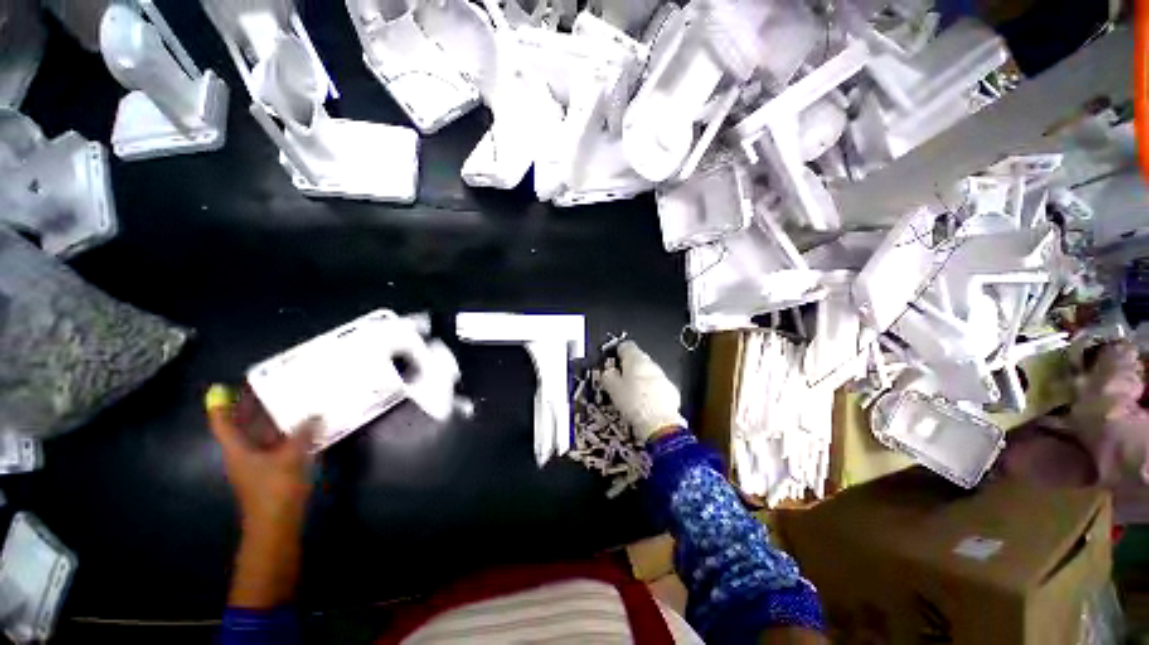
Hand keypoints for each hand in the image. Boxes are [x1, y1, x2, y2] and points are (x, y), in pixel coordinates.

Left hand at [206, 384, 313, 607]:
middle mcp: (243, 453)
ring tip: (289, 401)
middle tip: (267, 386)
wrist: (277, 523)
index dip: (220, 404)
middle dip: (250, 407)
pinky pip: (275, 443)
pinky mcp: (272, 470)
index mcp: (237, 449)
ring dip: (271, 420)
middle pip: (241, 426)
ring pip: (260, 434)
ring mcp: (257, 462)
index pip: (222, 422)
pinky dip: (285, 433)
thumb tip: (314, 414)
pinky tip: (303, 426)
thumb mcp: (291, 456)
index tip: (223, 387)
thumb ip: (303, 433)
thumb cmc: (275, 488)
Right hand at [601, 341, 685, 442]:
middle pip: (637, 359)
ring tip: (630, 395)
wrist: (660, 424)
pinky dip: (650, 391)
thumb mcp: (612, 388)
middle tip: (618, 381)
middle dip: (628, 368)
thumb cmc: (633, 403)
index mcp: (636, 359)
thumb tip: (608, 371)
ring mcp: (663, 376)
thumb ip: (608, 375)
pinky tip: (643, 404)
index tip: (612, 362)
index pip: (625, 345)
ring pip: (647, 373)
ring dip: (639, 380)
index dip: (617, 353)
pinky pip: (656, 386)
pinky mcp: (671, 390)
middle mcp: (651, 364)